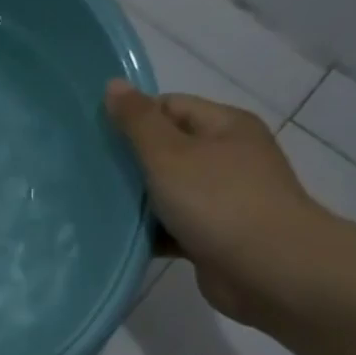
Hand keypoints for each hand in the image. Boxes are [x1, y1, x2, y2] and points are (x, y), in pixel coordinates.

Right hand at [105, 80, 334, 322]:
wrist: (268, 269)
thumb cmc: (218, 201)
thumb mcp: (170, 154)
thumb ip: (138, 122)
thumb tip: (113, 85)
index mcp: (225, 126)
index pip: (171, 108)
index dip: (133, 118)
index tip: (95, 140)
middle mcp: (227, 157)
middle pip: (167, 150)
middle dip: (130, 162)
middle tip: (87, 175)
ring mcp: (222, 199)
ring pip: (167, 192)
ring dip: (136, 201)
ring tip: (93, 208)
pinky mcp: (212, 237)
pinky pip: (171, 227)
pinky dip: (149, 232)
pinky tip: (117, 239)